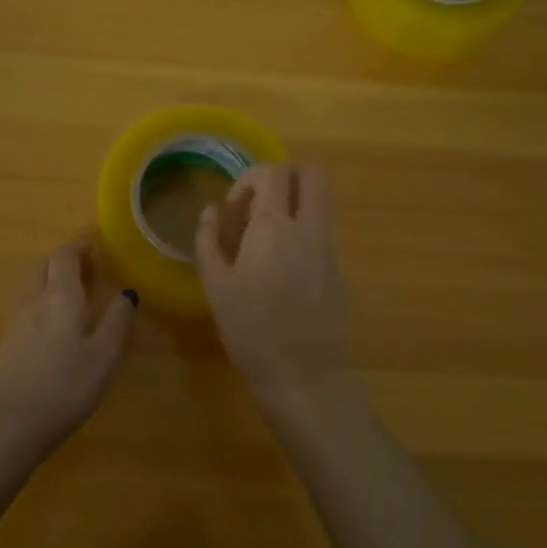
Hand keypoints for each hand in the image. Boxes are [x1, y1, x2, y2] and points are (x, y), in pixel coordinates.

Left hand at [0, 235, 134, 464]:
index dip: (79, 245)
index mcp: (59, 296)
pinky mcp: (7, 343)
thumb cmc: (65, 387)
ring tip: (71, 290)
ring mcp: (16, 322)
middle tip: (86, 265)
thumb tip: (126, 292)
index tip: (95, 243)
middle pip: (43, 266)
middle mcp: (33, 300)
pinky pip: (26, 305)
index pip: (64, 256)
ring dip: (50, 278)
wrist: (9, 426)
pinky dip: (41, 299)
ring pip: (32, 285)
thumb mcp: (104, 355)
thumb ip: (117, 320)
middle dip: (63, 259)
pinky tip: (53, 321)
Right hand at [195, 164, 348, 411]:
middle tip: (259, 204)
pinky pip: (322, 230)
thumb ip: (208, 241)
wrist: (302, 376)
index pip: (274, 172)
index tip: (234, 208)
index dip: (250, 178)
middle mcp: (309, 229)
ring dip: (294, 202)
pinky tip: (280, 267)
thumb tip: (209, 211)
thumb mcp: (216, 286)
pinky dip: (302, 230)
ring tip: (265, 236)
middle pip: (312, 173)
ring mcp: (328, 248)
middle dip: (284, 176)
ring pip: (321, 200)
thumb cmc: (251, 331)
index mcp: (275, 228)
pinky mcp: (338, 269)